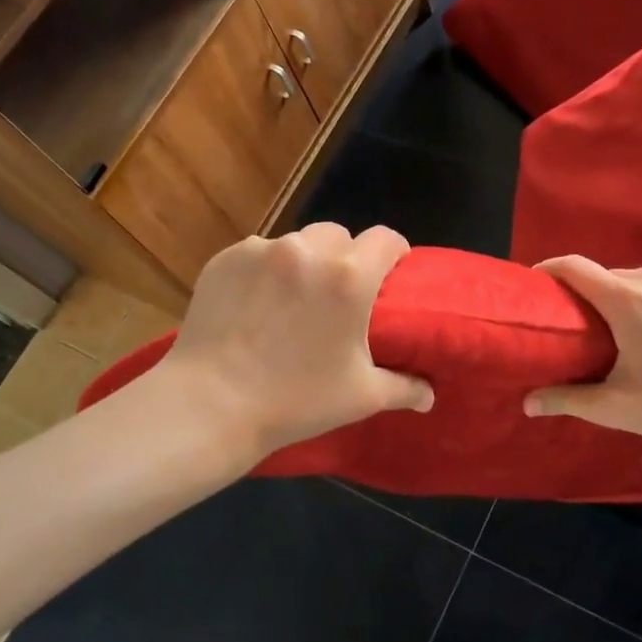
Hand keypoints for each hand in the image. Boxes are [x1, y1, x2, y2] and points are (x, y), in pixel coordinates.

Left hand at [158, 224, 433, 457]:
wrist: (211, 405)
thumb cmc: (295, 400)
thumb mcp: (360, 396)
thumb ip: (404, 387)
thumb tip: (430, 396)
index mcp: (349, 278)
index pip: (386, 238)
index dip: (394, 253)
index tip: (391, 273)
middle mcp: (307, 252)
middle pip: (339, 236)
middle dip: (345, 258)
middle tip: (338, 295)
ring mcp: (262, 251)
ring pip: (297, 243)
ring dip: (304, 262)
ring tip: (293, 300)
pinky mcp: (226, 259)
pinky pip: (259, 253)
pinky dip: (266, 271)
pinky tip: (256, 304)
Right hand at [524, 253, 641, 444]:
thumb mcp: (617, 407)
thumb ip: (568, 400)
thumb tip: (528, 404)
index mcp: (624, 301)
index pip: (574, 267)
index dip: (549, 270)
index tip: (537, 283)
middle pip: (605, 277)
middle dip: (590, 296)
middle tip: (586, 326)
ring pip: (635, 275)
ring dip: (623, 293)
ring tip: (628, 324)